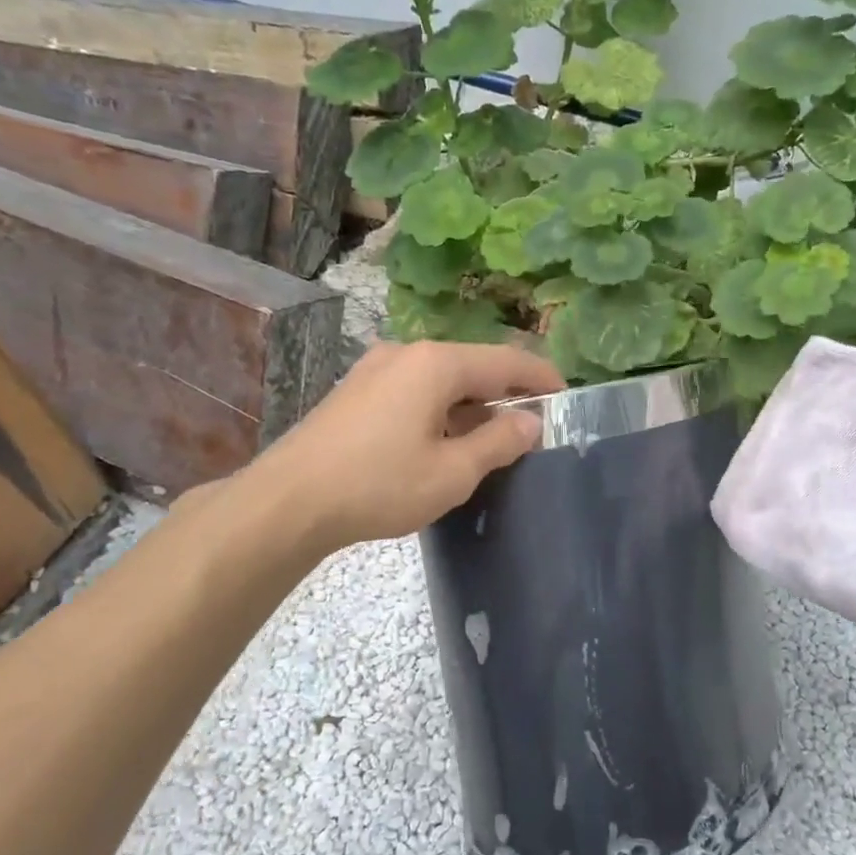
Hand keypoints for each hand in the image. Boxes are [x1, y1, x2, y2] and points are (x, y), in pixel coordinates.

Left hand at [254, 340, 563, 552]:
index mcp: (437, 364)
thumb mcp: (453, 472)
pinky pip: (415, 391)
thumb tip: (529, 422)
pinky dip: (441, 411)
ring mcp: (376, 369)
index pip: (506, 361)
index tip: (566, 396)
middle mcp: (407, 354)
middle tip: (531, 428)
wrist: (289, 501)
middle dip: (506, 395)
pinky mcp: (357, 392)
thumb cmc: (379, 485)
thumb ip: (498, 442)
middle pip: (473, 367)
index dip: (541, 377)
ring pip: (442, 380)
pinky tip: (444, 443)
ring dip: (472, 406)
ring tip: (492, 443)